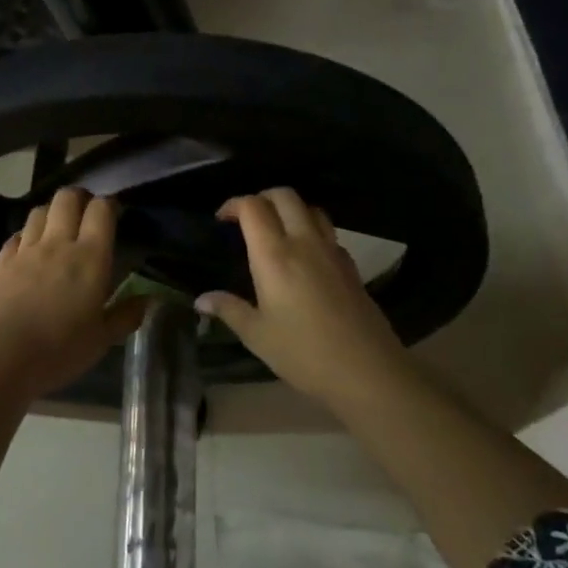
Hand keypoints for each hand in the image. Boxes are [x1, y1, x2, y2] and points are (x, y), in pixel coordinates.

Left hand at [0, 188, 147, 399]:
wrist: (1, 357)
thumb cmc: (60, 350)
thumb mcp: (102, 339)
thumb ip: (126, 315)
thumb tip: (148, 299)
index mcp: (90, 257)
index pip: (101, 210)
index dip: (110, 205)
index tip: (115, 215)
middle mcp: (58, 243)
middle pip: (67, 198)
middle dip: (80, 198)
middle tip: (87, 214)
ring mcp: (26, 250)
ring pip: (39, 211)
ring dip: (51, 212)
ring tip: (58, 228)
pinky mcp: (2, 262)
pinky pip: (16, 235)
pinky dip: (26, 235)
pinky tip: (30, 248)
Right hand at [197, 188, 413, 409]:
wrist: (367, 371)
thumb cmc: (303, 352)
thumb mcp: (257, 335)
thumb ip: (228, 309)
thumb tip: (201, 300)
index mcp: (274, 255)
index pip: (253, 207)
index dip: (234, 204)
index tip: (221, 219)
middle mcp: (304, 243)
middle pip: (285, 196)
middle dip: (262, 197)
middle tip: (247, 219)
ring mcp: (332, 252)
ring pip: (311, 208)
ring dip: (290, 209)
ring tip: (276, 231)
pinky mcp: (351, 266)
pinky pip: (328, 232)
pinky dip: (312, 230)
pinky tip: (305, 256)